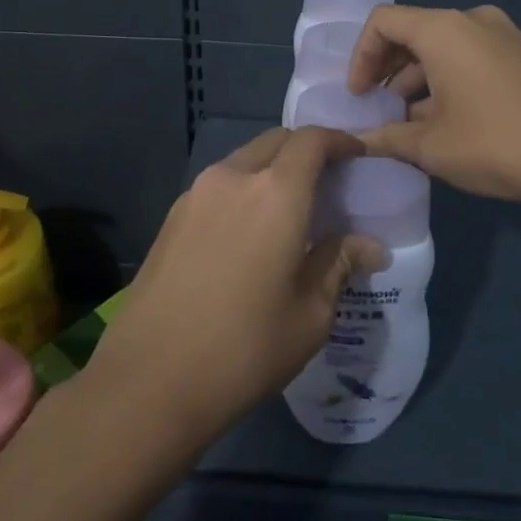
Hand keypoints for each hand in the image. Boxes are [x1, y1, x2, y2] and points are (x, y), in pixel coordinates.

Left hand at [90, 126, 385, 439]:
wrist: (149, 380)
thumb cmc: (244, 348)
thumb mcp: (310, 314)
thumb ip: (339, 264)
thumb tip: (371, 247)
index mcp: (276, 194)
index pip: (311, 140)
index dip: (339, 140)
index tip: (358, 155)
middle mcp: (233, 178)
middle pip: (275, 141)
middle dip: (305, 150)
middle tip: (328, 183)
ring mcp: (196, 194)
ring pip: (244, 161)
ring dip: (271, 170)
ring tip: (289, 210)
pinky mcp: (172, 216)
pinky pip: (219, 185)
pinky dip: (243, 190)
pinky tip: (249, 232)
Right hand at [347, 4, 520, 216]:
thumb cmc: (496, 144)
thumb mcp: (431, 147)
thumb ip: (385, 139)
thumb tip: (354, 142)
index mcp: (443, 30)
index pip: (382, 22)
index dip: (360, 57)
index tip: (358, 96)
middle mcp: (473, 20)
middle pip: (413, 31)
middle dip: (387, 69)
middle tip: (377, 107)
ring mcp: (504, 35)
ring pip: (443, 46)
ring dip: (417, 78)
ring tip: (409, 122)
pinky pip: (470, 55)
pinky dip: (447, 79)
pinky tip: (446, 120)